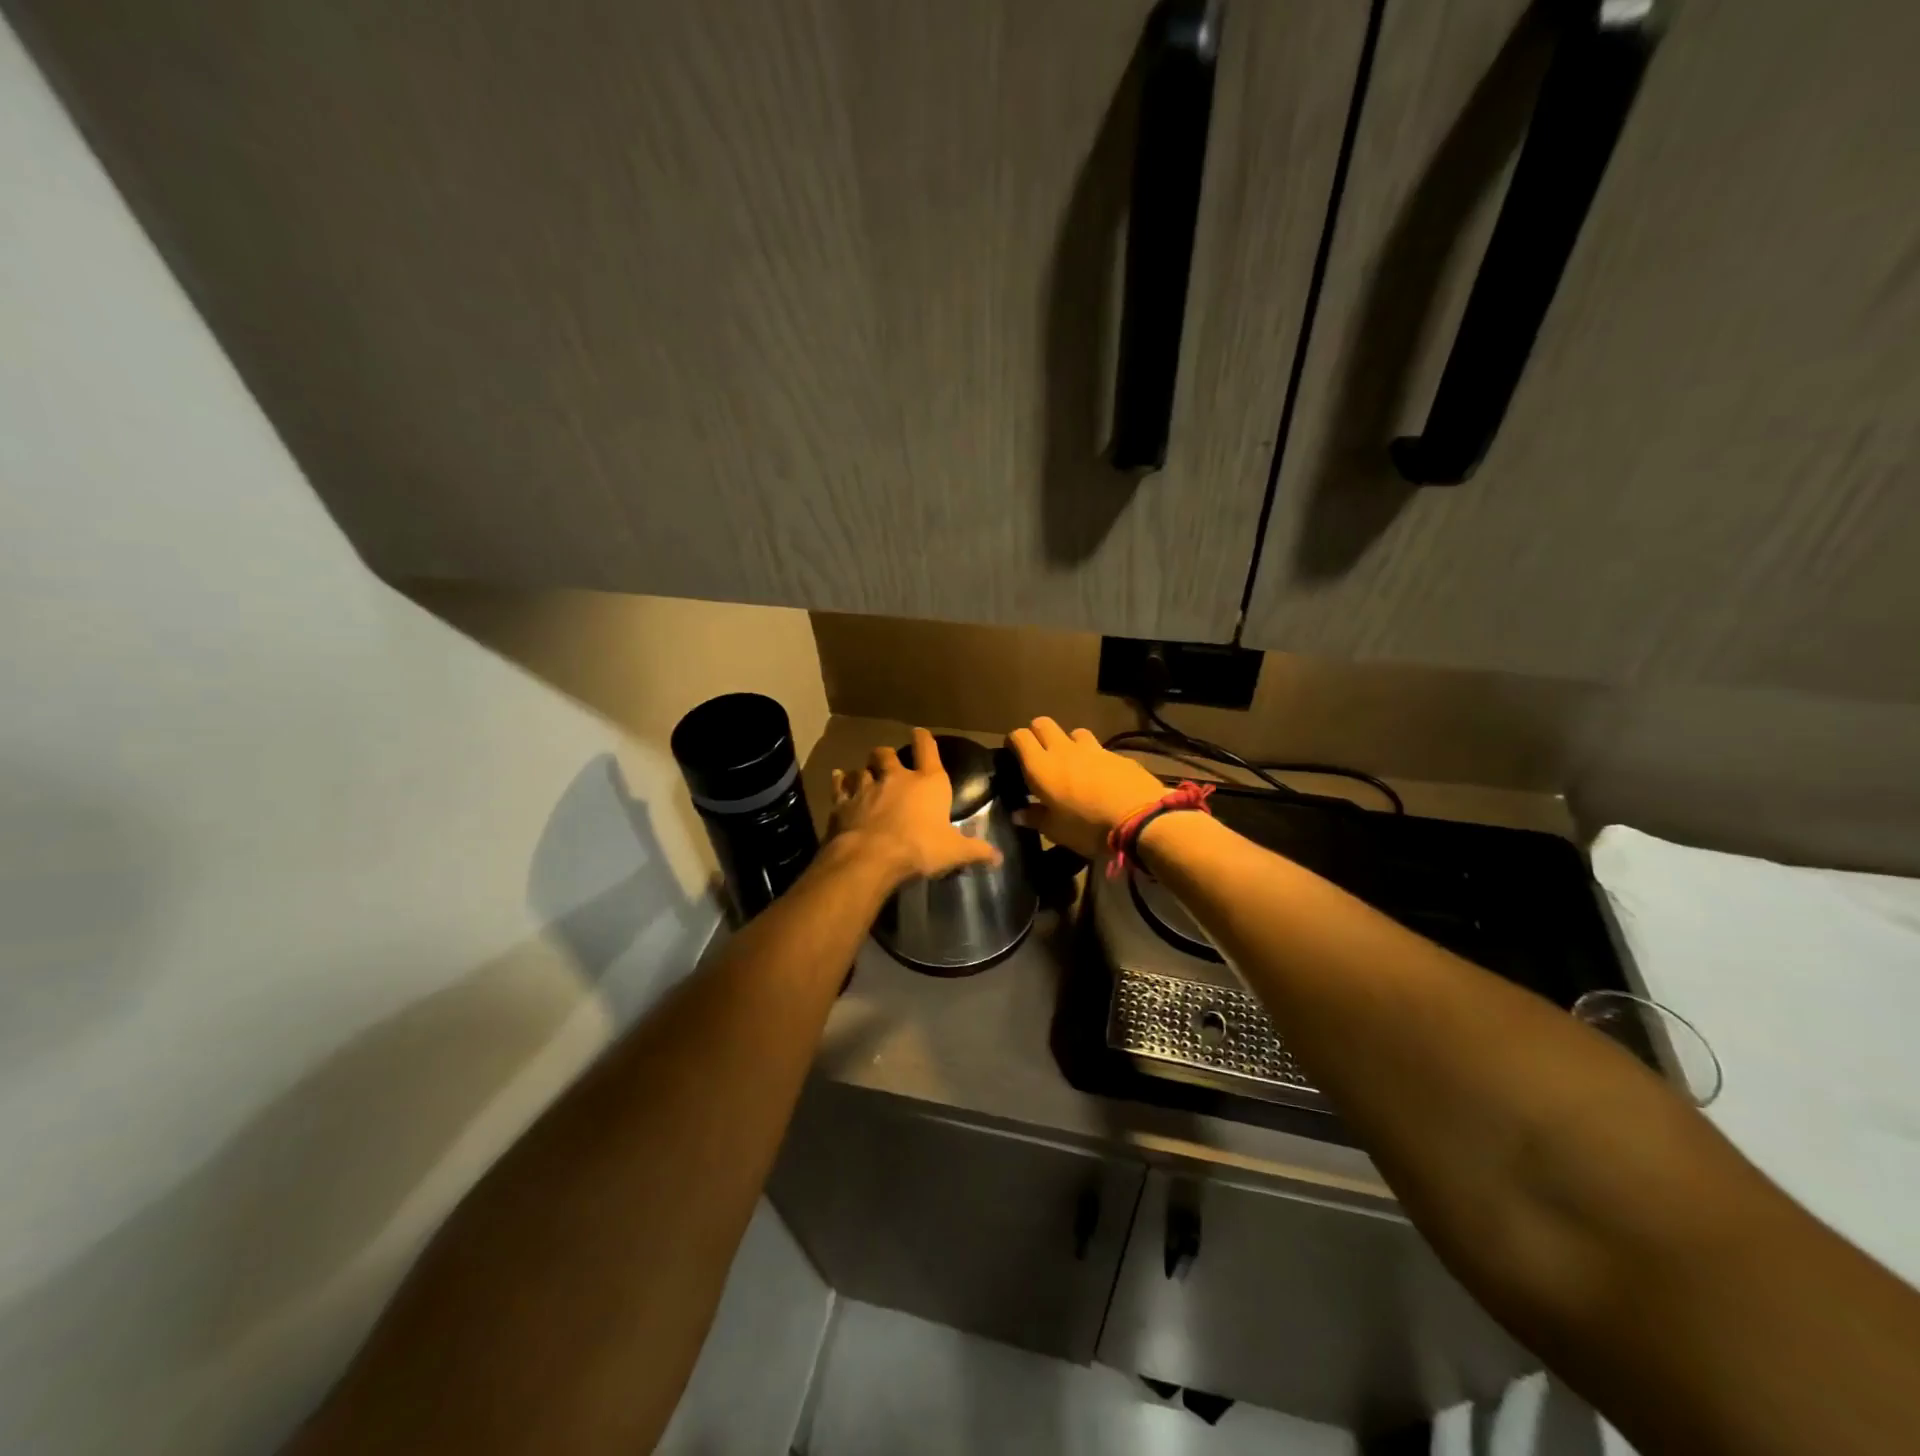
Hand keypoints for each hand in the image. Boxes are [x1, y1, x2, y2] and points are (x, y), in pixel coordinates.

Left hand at [830, 728, 1002, 884]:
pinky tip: (838, 777)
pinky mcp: (843, 803)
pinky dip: (840, 781)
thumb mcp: (954, 852)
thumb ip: (976, 851)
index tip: (920, 733)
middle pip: (887, 755)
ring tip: (864, 774)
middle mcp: (896, 778)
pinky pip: (840, 786)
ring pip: (862, 769)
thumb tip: (999, 857)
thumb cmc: (919, 849)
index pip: (928, 750)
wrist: (871, 857)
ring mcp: (866, 788)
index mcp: (928, 783)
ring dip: (864, 770)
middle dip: (887, 756)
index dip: (925, 740)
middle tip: (887, 760)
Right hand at [1006, 717, 1166, 859]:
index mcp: (1041, 766)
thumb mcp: (1056, 831)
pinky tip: (1100, 777)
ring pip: (1073, 732)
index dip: (1013, 741)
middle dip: (1037, 734)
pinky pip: (1099, 749)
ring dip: (1068, 742)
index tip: (1012, 754)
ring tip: (1071, 763)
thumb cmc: (1088, 828)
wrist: (1140, 820)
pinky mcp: (1117, 754)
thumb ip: (1035, 818)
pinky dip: (1094, 758)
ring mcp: (1093, 749)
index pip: (1020, 736)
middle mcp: (1063, 750)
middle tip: (1038, 755)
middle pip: (1043, 724)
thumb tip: (1018, 813)